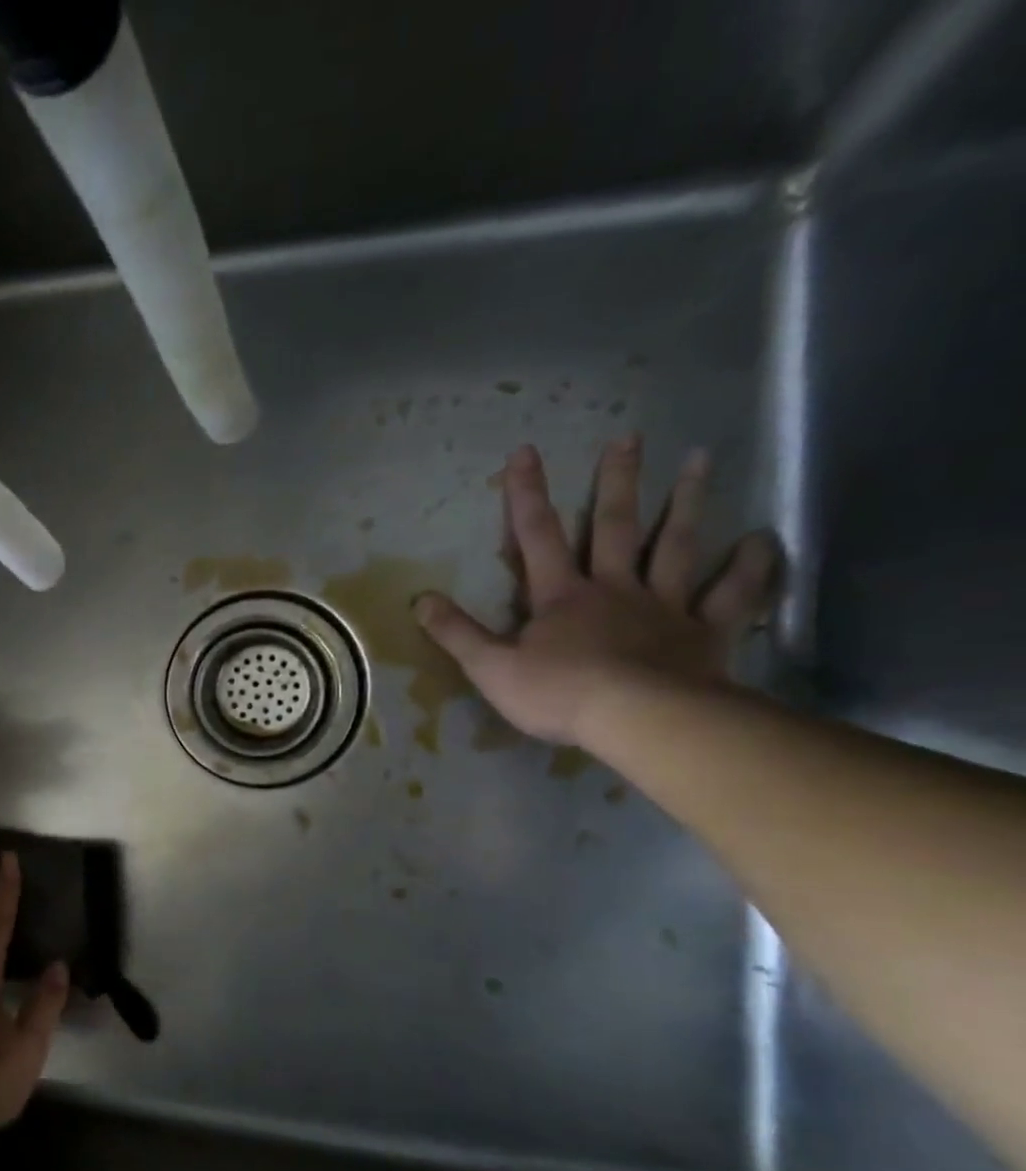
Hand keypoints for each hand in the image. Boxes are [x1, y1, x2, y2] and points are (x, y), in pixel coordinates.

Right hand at [415, 437, 779, 745]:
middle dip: (616, 482)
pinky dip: (750, 566)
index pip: (537, 536)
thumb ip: (456, 633)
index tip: (526, 451)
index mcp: (561, 596)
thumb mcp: (490, 667)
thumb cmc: (558, 693)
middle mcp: (614, 588)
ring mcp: (664, 606)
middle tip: (628, 437)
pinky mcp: (704, 632)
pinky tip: (763, 539)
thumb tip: (420, 600)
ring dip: (686, 504)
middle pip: (615, 526)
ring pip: (676, 546)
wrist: (639, 719)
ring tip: (699, 460)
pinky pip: (731, 594)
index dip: (527, 494)